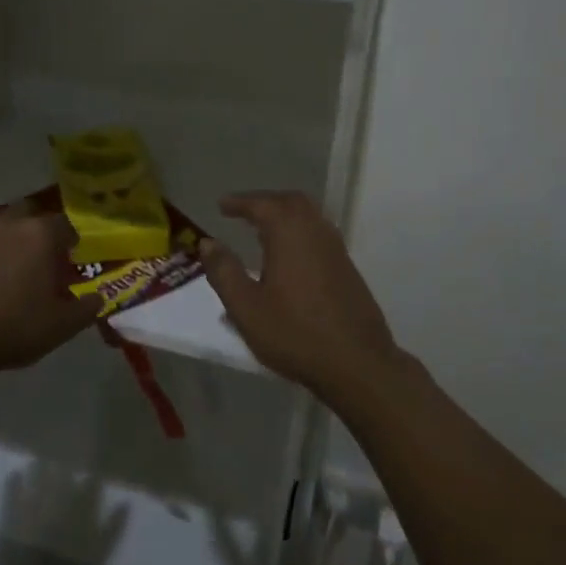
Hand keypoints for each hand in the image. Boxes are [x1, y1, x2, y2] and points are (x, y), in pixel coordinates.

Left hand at [0, 205, 101, 375]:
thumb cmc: (15, 327)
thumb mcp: (62, 326)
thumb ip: (86, 308)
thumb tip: (99, 298)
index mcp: (41, 235)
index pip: (65, 224)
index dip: (69, 240)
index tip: (70, 258)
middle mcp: (8, 223)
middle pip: (28, 209)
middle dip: (35, 225)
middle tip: (38, 253)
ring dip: (0, 230)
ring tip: (3, 254)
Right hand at [200, 191, 404, 397]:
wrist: (357, 363)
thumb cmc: (295, 334)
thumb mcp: (246, 307)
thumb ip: (224, 272)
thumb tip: (208, 243)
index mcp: (289, 233)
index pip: (261, 204)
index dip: (239, 202)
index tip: (222, 205)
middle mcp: (315, 231)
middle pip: (290, 201)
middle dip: (264, 202)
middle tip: (243, 212)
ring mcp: (336, 248)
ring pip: (309, 216)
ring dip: (284, 215)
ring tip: (263, 230)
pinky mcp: (347, 267)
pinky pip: (319, 233)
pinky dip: (299, 231)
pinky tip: (290, 255)